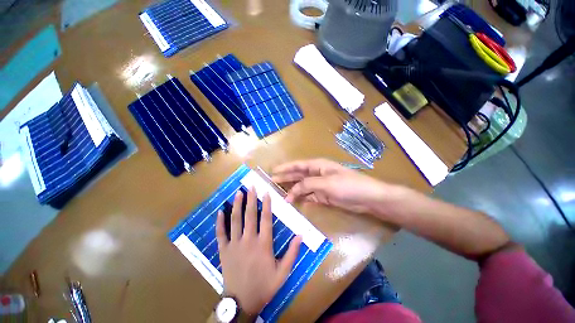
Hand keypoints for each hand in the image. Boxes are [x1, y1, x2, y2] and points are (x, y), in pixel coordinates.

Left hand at [216, 188, 301, 314]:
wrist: (242, 302)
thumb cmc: (264, 286)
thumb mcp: (283, 272)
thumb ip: (292, 253)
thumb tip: (301, 235)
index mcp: (263, 244)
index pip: (266, 219)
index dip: (266, 204)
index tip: (266, 192)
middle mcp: (248, 240)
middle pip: (250, 215)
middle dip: (251, 199)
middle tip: (251, 186)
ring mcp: (234, 244)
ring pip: (235, 220)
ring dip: (237, 205)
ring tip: (238, 193)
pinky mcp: (223, 250)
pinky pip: (220, 233)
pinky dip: (220, 222)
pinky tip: (220, 211)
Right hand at [272, 159, 402, 214]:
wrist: (368, 198)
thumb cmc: (348, 186)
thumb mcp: (326, 183)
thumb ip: (308, 185)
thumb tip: (292, 191)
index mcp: (318, 166)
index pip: (298, 165)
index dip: (285, 168)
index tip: (273, 171)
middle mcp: (317, 174)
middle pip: (298, 175)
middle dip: (286, 177)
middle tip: (273, 181)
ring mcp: (321, 185)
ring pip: (303, 186)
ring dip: (293, 189)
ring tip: (280, 193)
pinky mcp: (324, 196)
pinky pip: (310, 196)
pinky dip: (302, 198)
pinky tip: (295, 201)